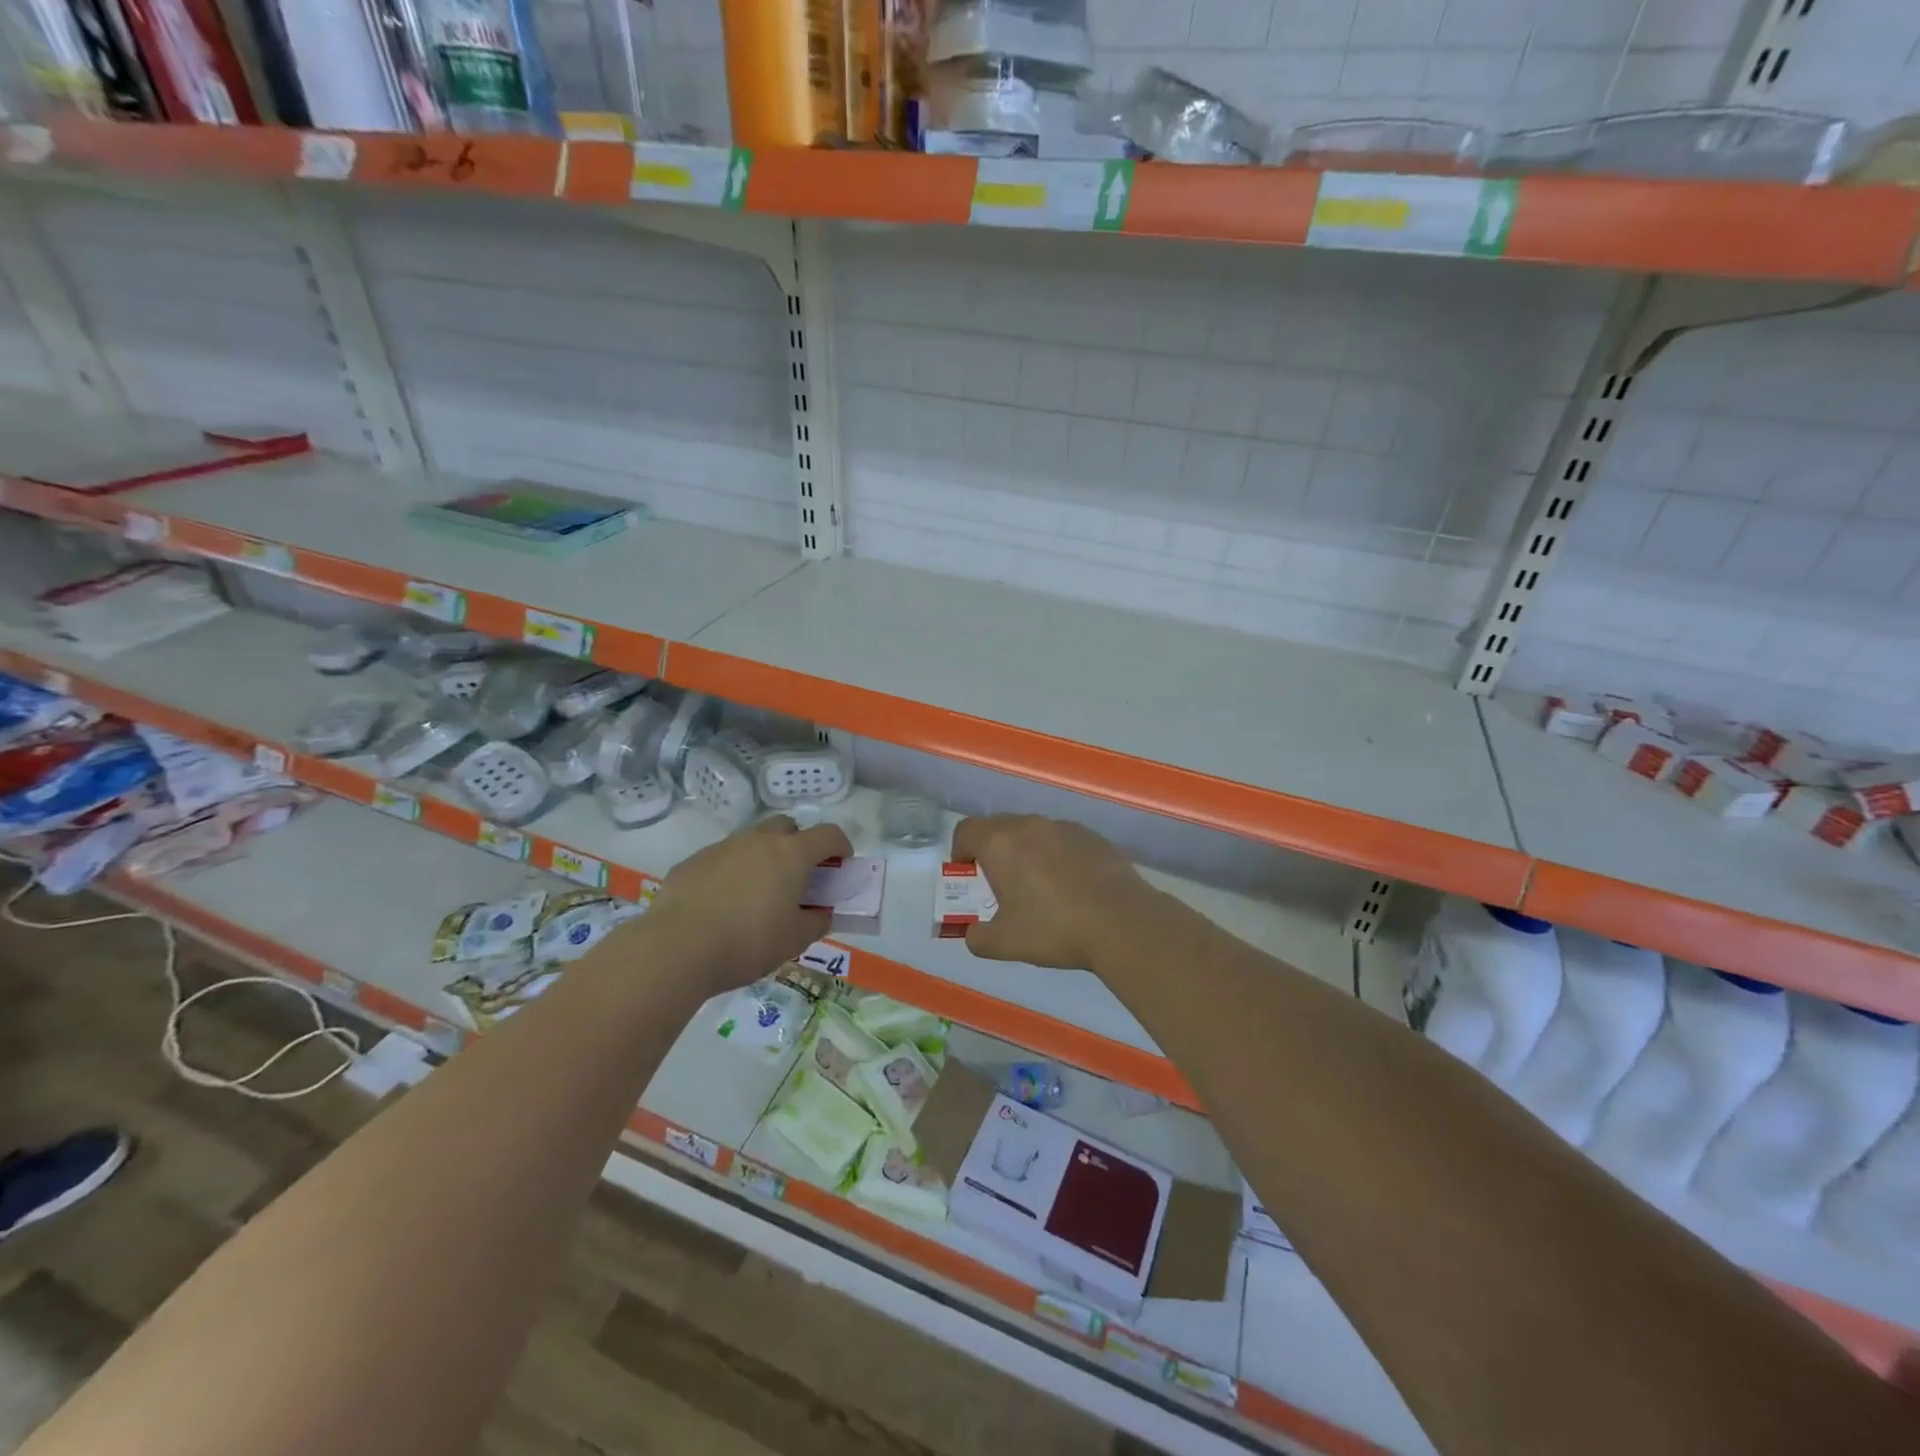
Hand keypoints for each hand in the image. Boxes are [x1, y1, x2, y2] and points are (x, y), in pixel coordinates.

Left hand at [642, 816, 852, 988]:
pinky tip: (723, 903)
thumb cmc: (748, 942)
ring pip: (751, 840)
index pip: (828, 834)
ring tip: (758, 892)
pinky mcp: (693, 862)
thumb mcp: (795, 940)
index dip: (841, 846)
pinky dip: (731, 872)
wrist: (677, 948)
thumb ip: (816, 922)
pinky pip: (722, 858)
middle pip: (787, 826)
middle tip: (798, 875)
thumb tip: (821, 913)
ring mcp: (722, 847)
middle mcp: (758, 840)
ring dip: (763, 856)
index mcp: (791, 854)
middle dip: (798, 843)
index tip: (842, 864)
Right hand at [949, 814, 1157, 970]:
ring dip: (1026, 852)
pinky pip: (1062, 840)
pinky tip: (1071, 887)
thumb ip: (978, 938)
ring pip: (1033, 832)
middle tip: (1001, 885)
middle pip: (998, 827)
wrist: (1122, 922)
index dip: (960, 851)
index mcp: (1001, 843)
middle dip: (993, 851)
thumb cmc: (1054, 929)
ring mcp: (1064, 827)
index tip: (968, 875)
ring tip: (1039, 887)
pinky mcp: (1093, 837)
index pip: (966, 830)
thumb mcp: (1005, 943)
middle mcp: (1030, 825)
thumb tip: (973, 934)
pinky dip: (1057, 856)